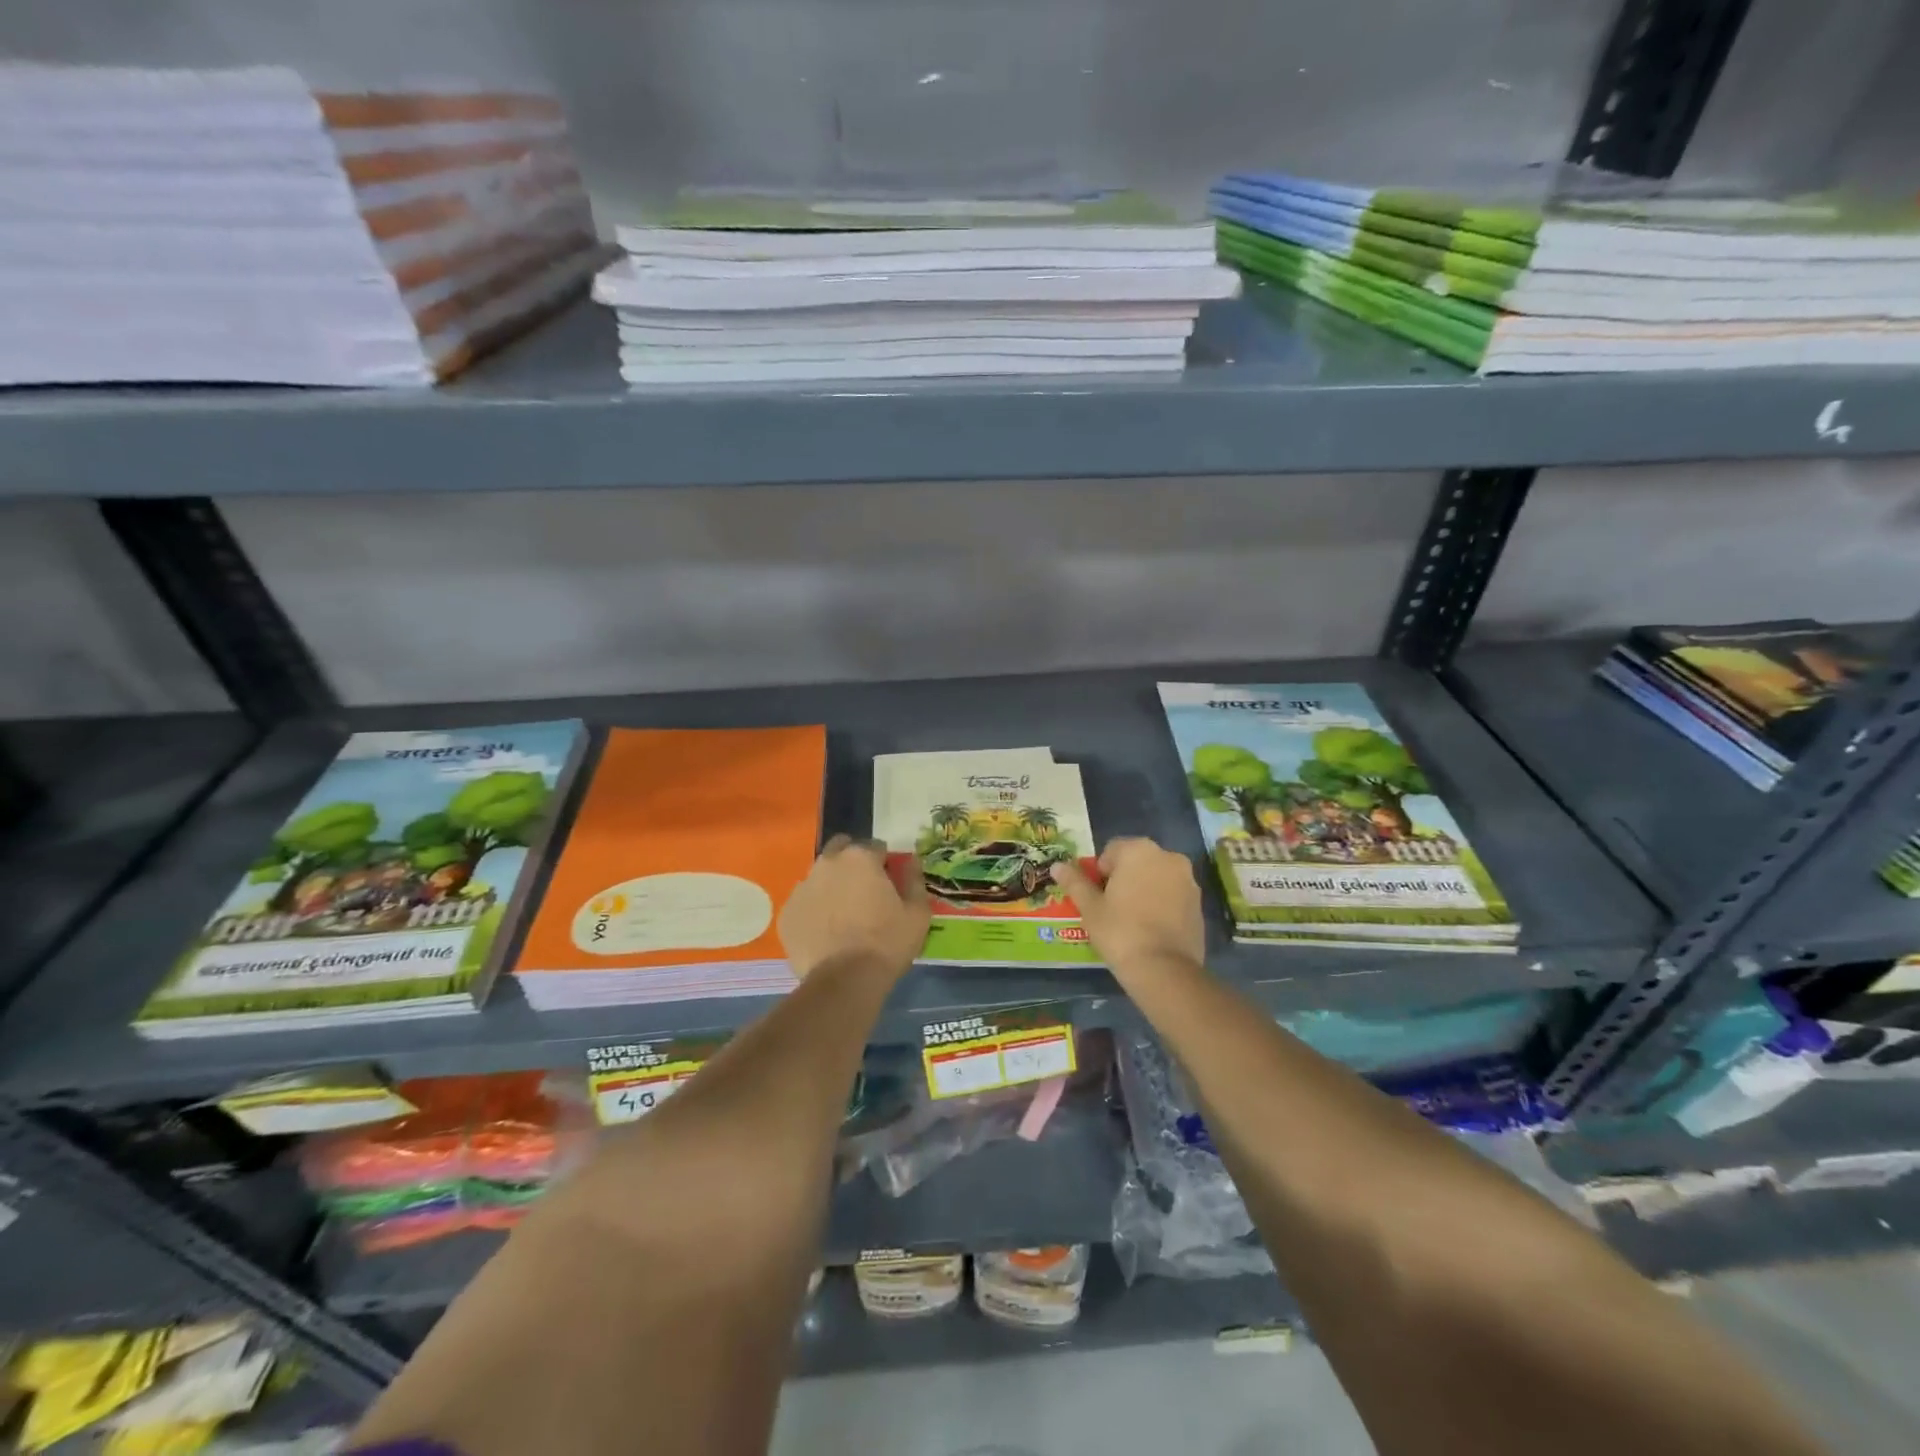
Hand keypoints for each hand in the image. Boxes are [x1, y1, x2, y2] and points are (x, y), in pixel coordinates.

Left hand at [778, 834, 929, 980]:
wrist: (844, 982)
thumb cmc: (886, 943)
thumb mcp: (917, 913)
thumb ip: (914, 880)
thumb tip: (910, 860)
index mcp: (860, 858)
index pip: (875, 847)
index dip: (885, 864)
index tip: (890, 884)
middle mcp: (827, 864)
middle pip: (840, 850)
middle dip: (852, 863)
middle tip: (864, 891)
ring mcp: (802, 888)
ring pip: (820, 877)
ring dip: (832, 886)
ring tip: (844, 916)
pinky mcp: (787, 913)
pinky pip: (805, 903)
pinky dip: (815, 910)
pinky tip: (826, 933)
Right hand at [1052, 837, 1205, 981]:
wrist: (1163, 969)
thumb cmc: (1120, 930)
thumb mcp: (1090, 907)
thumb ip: (1074, 882)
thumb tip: (1056, 866)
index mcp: (1139, 850)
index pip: (1112, 850)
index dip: (1100, 871)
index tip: (1097, 895)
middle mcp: (1168, 856)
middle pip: (1137, 861)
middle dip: (1124, 878)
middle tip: (1111, 907)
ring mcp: (1188, 880)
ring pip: (1157, 877)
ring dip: (1144, 889)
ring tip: (1132, 919)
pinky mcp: (1199, 903)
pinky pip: (1173, 895)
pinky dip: (1162, 904)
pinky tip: (1151, 929)